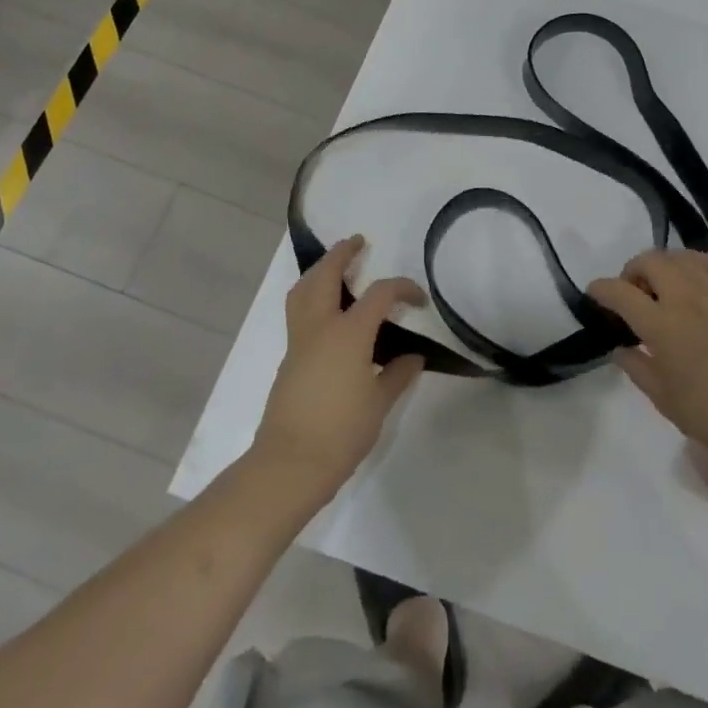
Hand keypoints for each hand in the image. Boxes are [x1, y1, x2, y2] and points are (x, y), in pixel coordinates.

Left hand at [250, 237, 425, 504]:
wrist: (290, 465)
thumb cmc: (341, 432)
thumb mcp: (379, 404)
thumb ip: (398, 375)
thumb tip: (413, 357)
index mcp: (349, 333)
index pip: (380, 294)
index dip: (403, 288)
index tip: (419, 299)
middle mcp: (320, 327)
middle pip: (325, 275)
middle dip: (341, 254)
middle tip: (357, 242)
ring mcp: (299, 341)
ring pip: (303, 290)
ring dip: (319, 270)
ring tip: (335, 266)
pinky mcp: (289, 358)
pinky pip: (298, 312)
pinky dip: (311, 296)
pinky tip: (328, 310)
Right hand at [589, 250, 707, 466]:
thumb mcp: (662, 397)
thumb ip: (636, 366)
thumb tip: (620, 347)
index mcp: (661, 324)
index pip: (620, 292)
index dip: (601, 289)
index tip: (595, 294)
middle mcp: (685, 299)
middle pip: (651, 262)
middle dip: (632, 270)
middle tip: (631, 293)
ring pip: (681, 258)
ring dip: (663, 264)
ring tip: (661, 285)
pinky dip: (694, 263)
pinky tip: (692, 278)